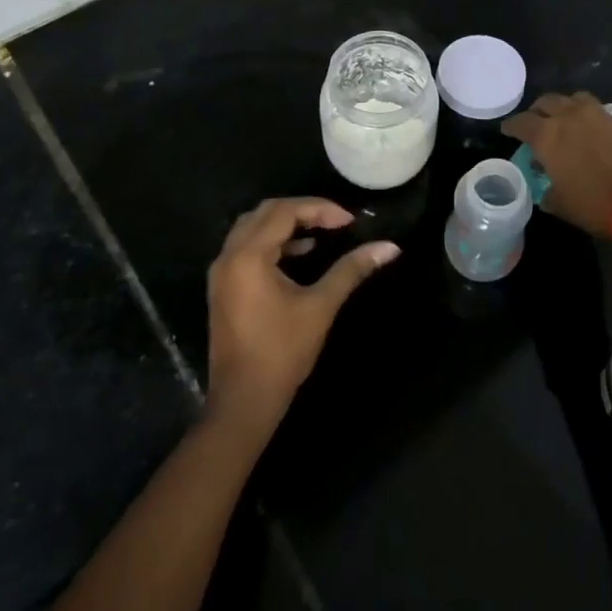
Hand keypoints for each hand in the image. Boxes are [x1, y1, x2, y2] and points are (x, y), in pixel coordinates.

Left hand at [204, 197, 399, 434]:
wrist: (243, 402)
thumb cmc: (282, 352)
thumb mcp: (321, 306)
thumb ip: (351, 270)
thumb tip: (390, 247)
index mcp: (249, 256)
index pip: (284, 211)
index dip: (319, 209)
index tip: (349, 221)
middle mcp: (229, 256)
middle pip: (265, 212)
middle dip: (302, 210)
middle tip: (334, 221)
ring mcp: (221, 273)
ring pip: (252, 228)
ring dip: (285, 224)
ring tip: (319, 233)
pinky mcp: (223, 288)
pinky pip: (246, 248)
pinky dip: (272, 242)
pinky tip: (299, 254)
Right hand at [500, 92, 611, 237]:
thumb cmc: (596, 205)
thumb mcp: (562, 205)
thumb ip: (549, 193)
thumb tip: (548, 192)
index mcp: (547, 136)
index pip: (521, 123)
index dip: (512, 126)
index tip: (508, 131)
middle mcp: (569, 117)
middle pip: (546, 102)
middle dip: (538, 111)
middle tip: (537, 124)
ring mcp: (598, 114)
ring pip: (573, 98)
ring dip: (565, 106)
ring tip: (566, 121)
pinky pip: (598, 110)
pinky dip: (589, 117)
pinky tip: (593, 132)